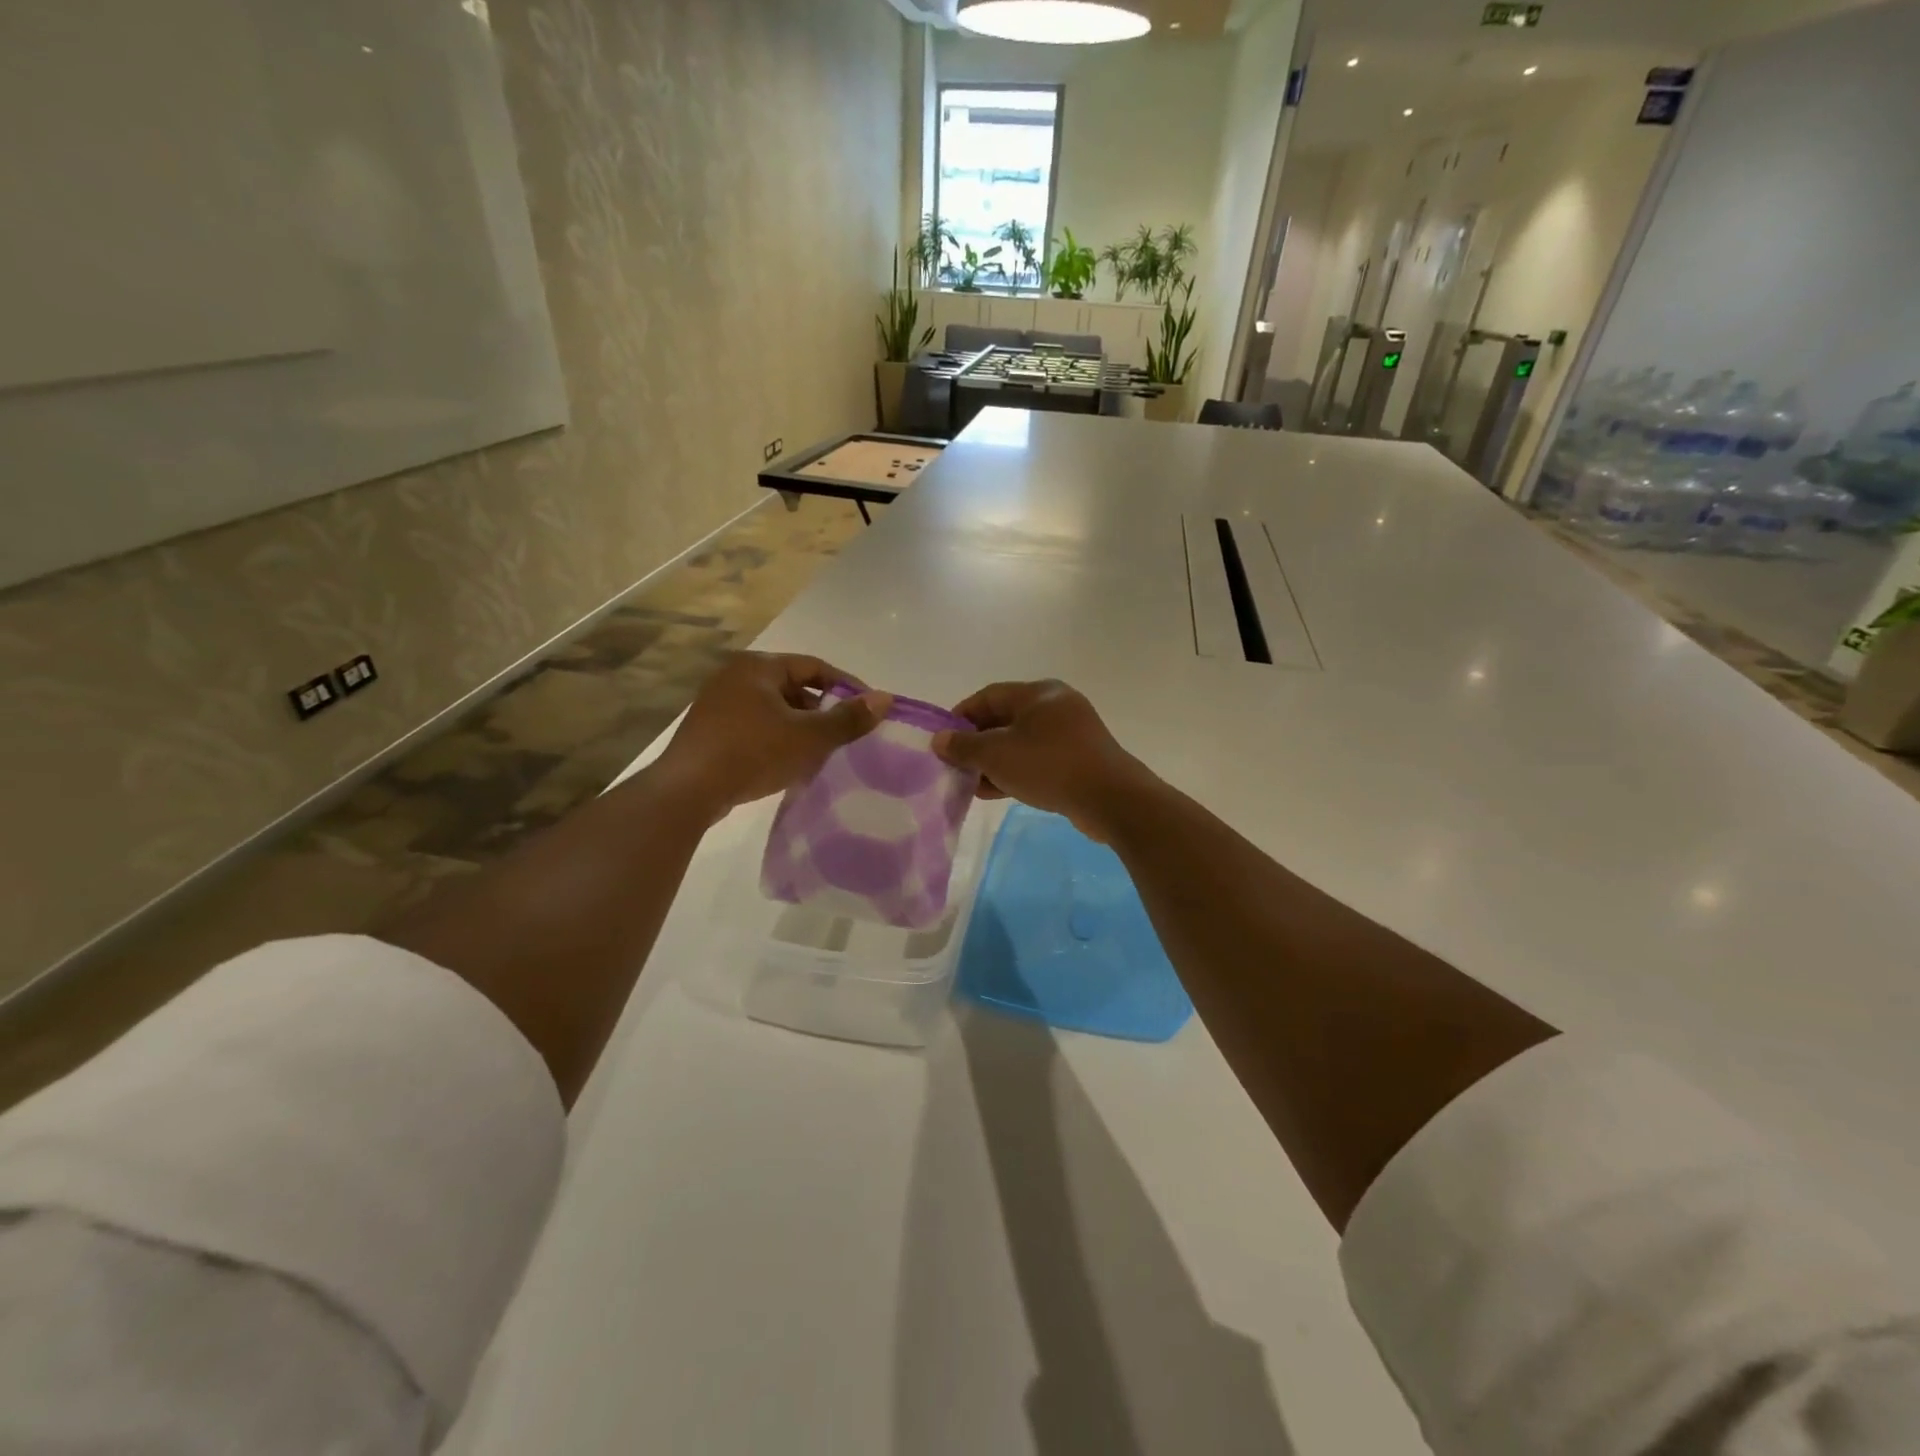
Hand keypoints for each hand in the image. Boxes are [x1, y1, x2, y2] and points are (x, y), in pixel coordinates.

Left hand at [656, 652, 890, 820]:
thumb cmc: (753, 753)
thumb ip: (848, 718)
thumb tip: (885, 699)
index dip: (846, 687)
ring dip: (799, 726)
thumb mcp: (809, 736)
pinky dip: (776, 738)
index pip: (815, 667)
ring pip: (774, 708)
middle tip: (844, 735)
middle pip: (793, 686)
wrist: (688, 790)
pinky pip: (754, 725)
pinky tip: (788, 763)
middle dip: (822, 710)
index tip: (867, 711)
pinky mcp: (709, 730)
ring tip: (821, 752)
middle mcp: (735, 675)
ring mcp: (718, 702)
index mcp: (759, 666)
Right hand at [932, 680, 1154, 840]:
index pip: (988, 696)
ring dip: (994, 762)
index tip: (942, 740)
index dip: (961, 716)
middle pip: (1005, 719)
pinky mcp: (1080, 759)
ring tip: (971, 784)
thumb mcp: (997, 755)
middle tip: (955, 765)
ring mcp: (1071, 733)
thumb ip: (964, 746)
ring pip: (1021, 742)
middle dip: (977, 743)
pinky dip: (1016, 771)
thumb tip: (940, 740)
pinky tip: (997, 792)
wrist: (1110, 799)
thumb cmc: (1049, 766)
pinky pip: (1038, 760)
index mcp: (1038, 693)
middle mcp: (1056, 706)